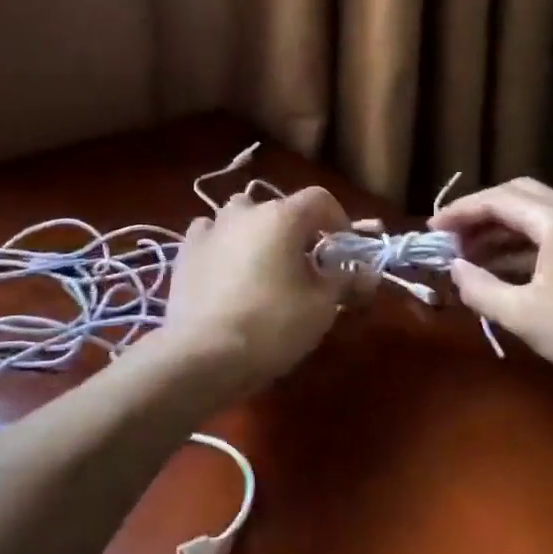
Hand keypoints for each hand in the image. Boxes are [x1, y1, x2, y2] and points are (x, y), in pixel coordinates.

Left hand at [160, 185, 351, 397]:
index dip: (338, 220)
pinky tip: (226, 271)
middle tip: (304, 267)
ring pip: (240, 217)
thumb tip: (368, 273)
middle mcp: (245, 212)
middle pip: (279, 208)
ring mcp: (210, 229)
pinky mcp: (185, 252)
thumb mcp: (321, 308)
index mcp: (282, 216)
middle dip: (296, 231)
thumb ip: (346, 282)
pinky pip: (210, 235)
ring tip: (263, 267)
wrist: (203, 354)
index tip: (342, 251)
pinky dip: (223, 245)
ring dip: (256, 232)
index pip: (320, 199)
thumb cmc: (272, 325)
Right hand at [430, 177, 552, 408]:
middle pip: (520, 198)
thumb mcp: (524, 315)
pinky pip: (551, 241)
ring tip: (470, 259)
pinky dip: (521, 250)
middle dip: (481, 214)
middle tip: (453, 238)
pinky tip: (506, 277)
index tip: (431, 229)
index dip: (460, 211)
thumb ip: (481, 289)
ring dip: (501, 233)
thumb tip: (454, 270)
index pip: (498, 199)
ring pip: (537, 220)